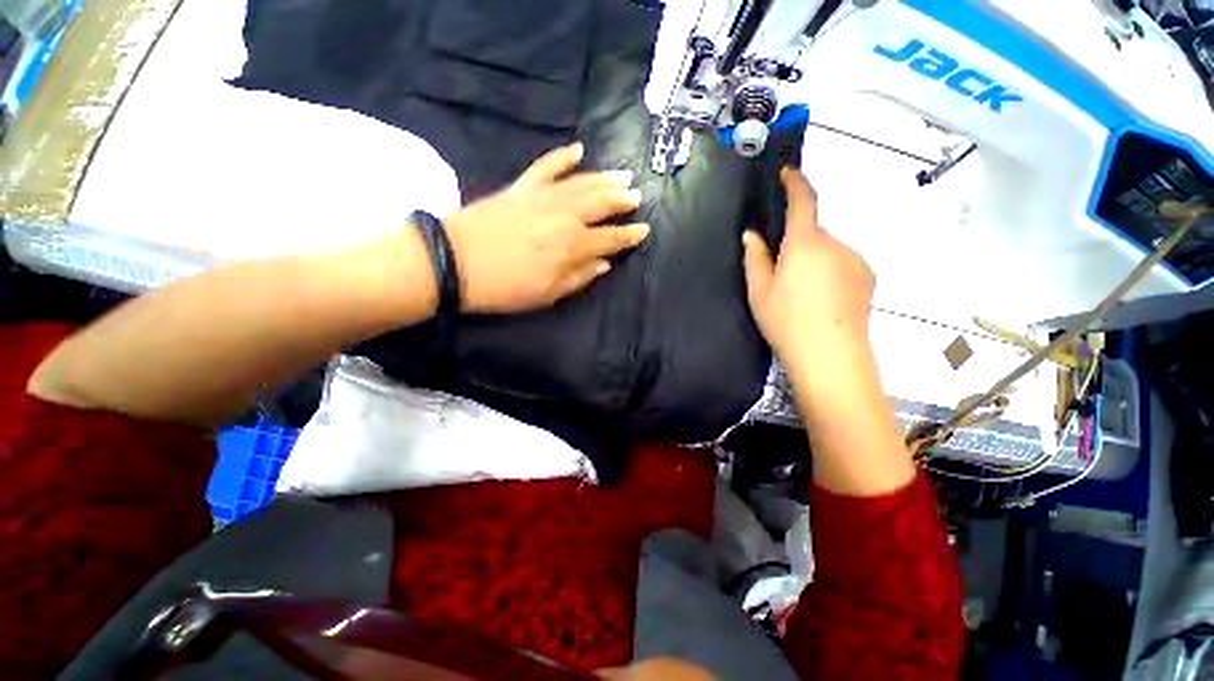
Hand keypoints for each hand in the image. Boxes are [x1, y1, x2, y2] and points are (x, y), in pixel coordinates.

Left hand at [442, 142, 649, 313]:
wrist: (455, 262)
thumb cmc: (505, 287)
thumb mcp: (548, 295)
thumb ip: (580, 277)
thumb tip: (605, 264)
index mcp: (573, 246)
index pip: (611, 238)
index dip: (629, 235)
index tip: (644, 229)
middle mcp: (565, 216)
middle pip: (602, 204)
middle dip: (622, 200)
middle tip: (637, 196)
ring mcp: (543, 197)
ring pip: (582, 182)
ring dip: (605, 178)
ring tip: (622, 175)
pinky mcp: (522, 186)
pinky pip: (546, 166)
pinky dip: (562, 156)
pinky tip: (578, 149)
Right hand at [742, 168, 874, 372]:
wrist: (830, 355)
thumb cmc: (786, 320)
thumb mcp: (759, 291)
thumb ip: (755, 258)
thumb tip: (752, 235)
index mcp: (806, 243)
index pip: (803, 201)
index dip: (795, 182)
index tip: (787, 172)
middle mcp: (836, 243)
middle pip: (813, 232)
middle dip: (797, 244)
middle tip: (780, 274)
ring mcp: (856, 260)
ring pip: (828, 250)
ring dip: (814, 260)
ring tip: (802, 294)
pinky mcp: (868, 276)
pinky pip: (843, 263)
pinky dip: (830, 272)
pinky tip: (822, 300)